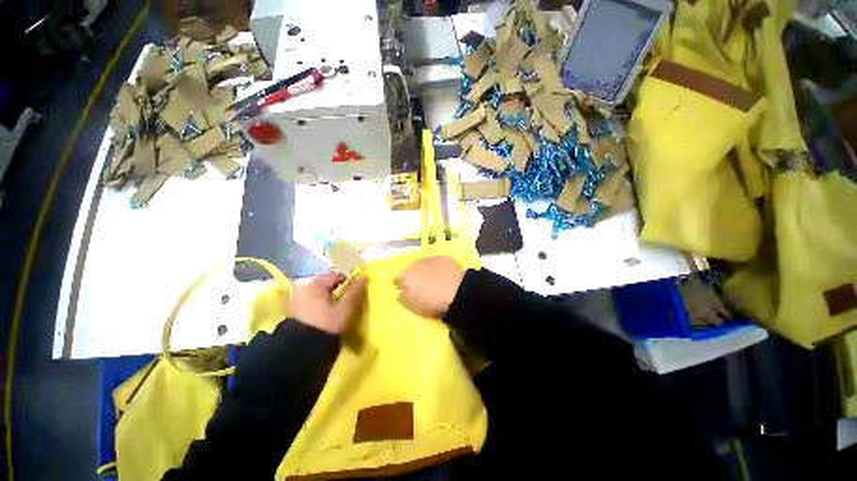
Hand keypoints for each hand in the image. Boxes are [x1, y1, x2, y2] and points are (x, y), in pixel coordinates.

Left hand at [289, 271, 367, 333]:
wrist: (301, 351)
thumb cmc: (327, 324)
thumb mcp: (346, 307)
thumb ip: (356, 291)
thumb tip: (365, 277)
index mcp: (316, 283)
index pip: (337, 275)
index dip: (349, 283)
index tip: (355, 295)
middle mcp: (304, 288)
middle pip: (327, 285)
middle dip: (338, 292)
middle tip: (347, 305)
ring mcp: (296, 300)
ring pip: (320, 296)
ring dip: (329, 301)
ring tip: (337, 314)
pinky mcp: (294, 313)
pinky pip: (312, 304)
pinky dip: (320, 308)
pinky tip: (325, 319)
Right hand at [395, 256, 465, 317]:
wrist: (457, 293)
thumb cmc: (431, 303)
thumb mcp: (413, 307)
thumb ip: (404, 298)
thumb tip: (401, 292)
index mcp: (405, 276)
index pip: (397, 278)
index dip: (401, 284)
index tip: (405, 290)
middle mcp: (415, 264)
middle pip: (411, 269)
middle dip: (414, 276)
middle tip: (421, 286)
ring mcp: (430, 259)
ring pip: (424, 264)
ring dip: (427, 270)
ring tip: (434, 281)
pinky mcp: (444, 258)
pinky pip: (438, 263)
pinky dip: (439, 269)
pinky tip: (445, 276)